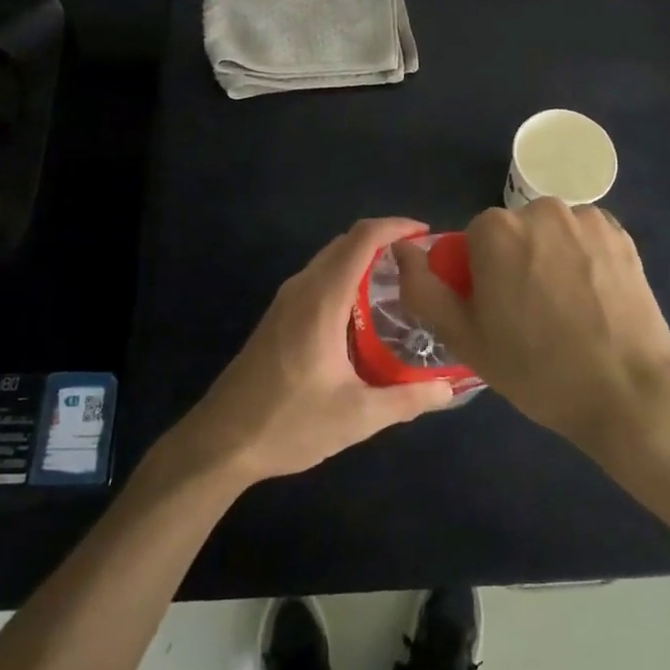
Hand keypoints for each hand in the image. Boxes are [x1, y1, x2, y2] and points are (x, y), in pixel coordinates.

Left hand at [163, 218, 455, 487]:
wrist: (220, 442)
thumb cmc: (289, 423)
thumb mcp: (357, 416)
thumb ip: (407, 399)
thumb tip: (449, 389)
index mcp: (322, 300)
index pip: (361, 239)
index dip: (395, 227)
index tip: (425, 234)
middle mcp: (302, 288)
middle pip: (345, 243)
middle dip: (384, 242)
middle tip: (420, 265)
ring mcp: (285, 301)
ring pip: (329, 261)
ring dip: (363, 261)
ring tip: (400, 285)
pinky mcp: (277, 318)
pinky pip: (318, 280)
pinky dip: (346, 278)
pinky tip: (364, 314)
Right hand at [395, 200, 669, 455]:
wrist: (628, 391)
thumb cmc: (536, 368)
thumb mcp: (463, 337)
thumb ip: (422, 288)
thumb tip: (401, 248)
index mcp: (496, 230)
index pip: (472, 242)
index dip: (479, 277)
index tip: (496, 314)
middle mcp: (540, 209)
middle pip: (512, 233)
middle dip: (514, 262)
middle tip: (530, 316)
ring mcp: (586, 219)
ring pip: (549, 234)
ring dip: (549, 257)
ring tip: (567, 310)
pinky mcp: (621, 234)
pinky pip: (584, 238)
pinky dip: (582, 259)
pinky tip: (594, 299)